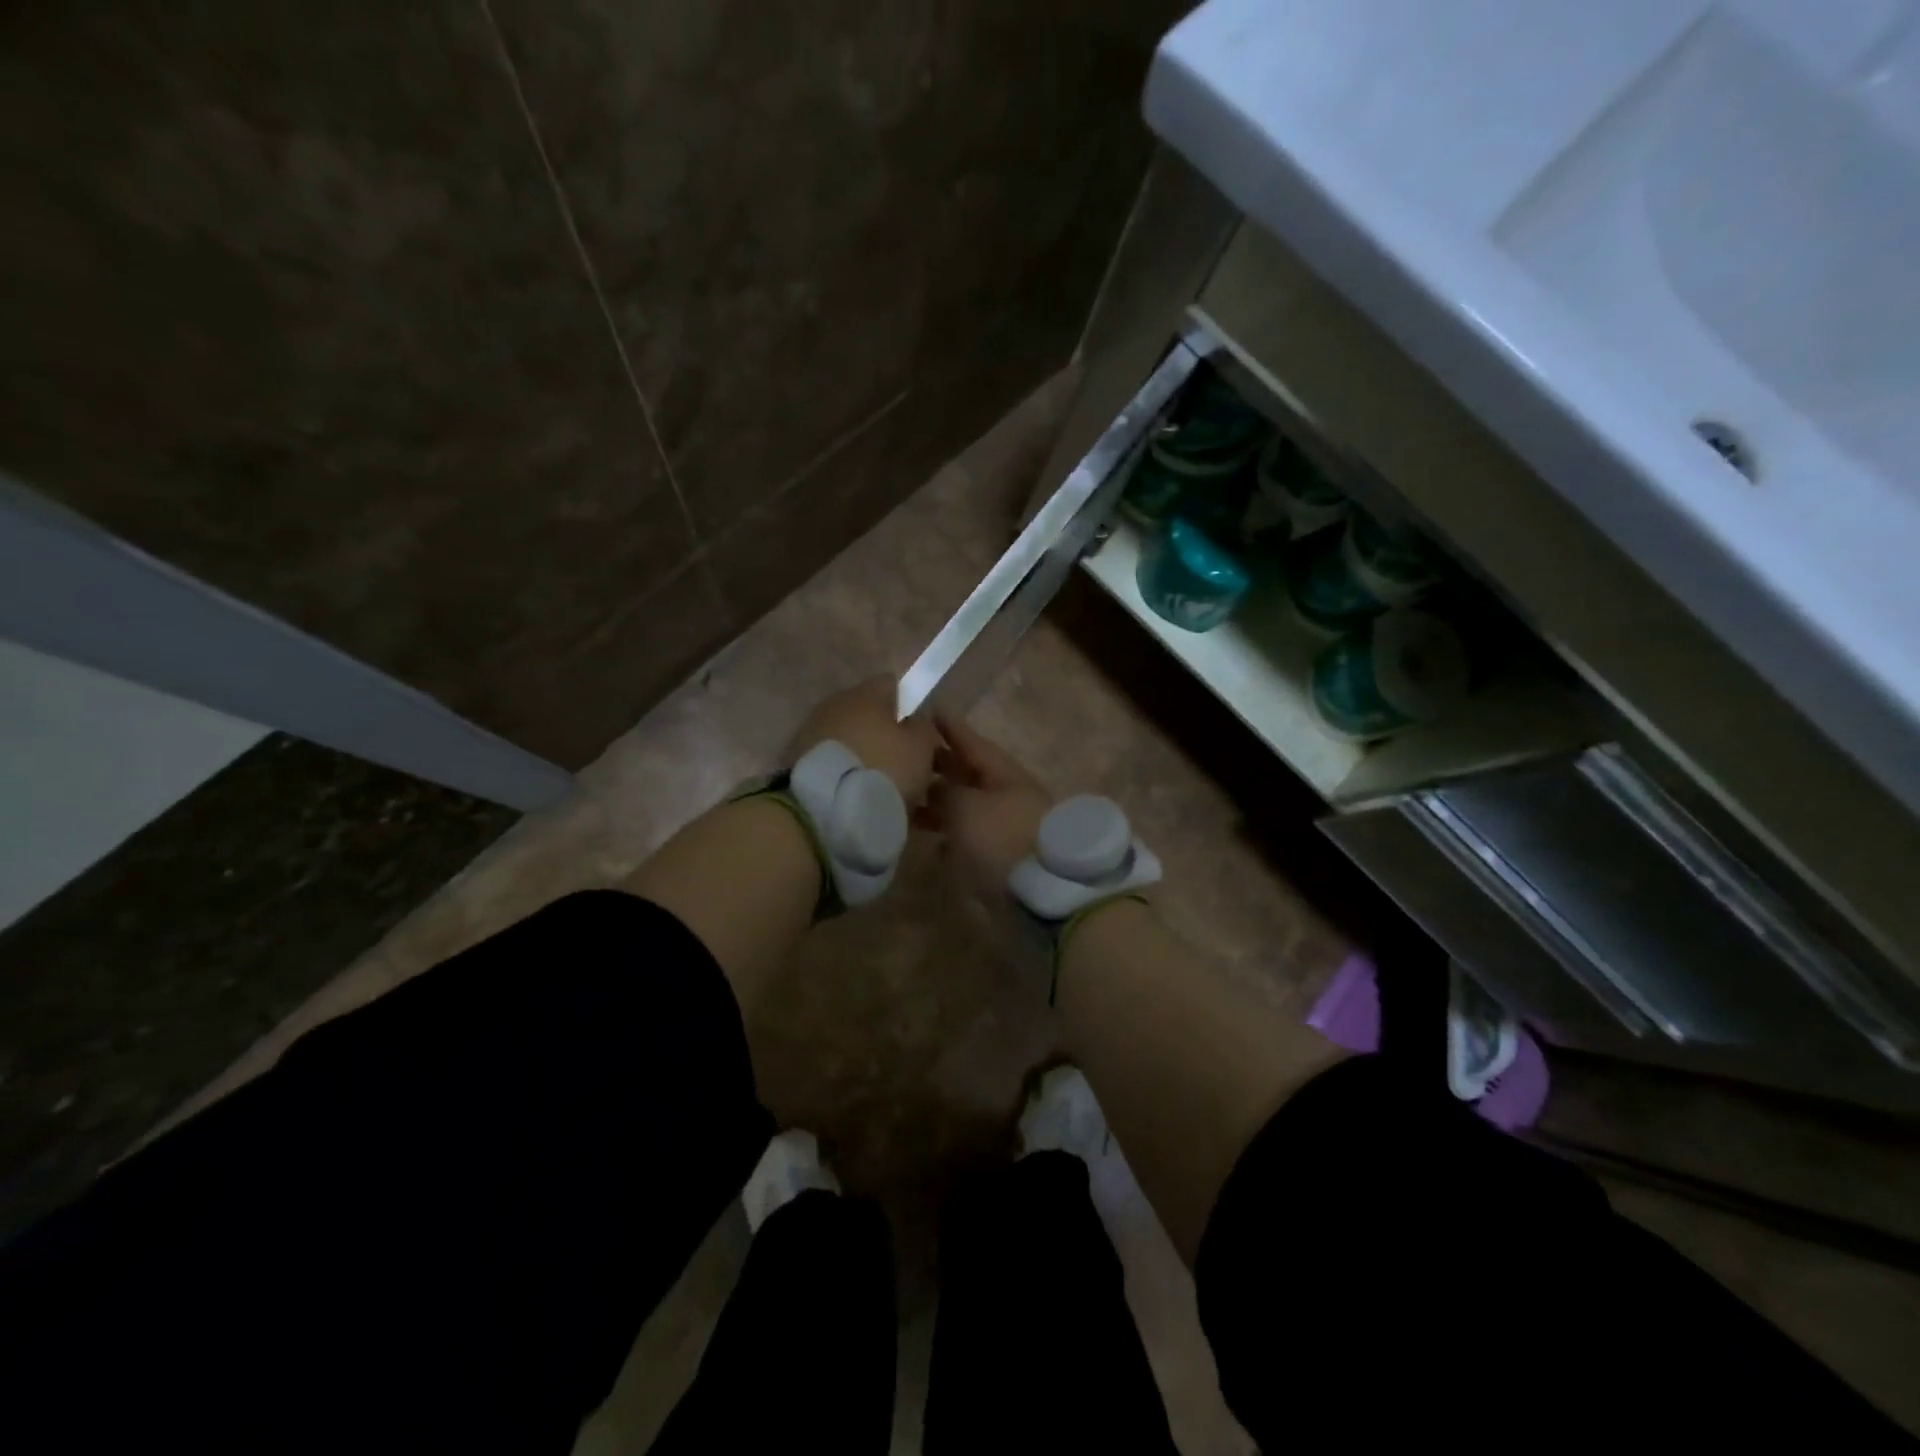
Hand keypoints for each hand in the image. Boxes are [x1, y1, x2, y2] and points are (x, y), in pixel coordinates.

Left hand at [790, 676, 939, 805]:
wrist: (824, 810)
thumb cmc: (883, 768)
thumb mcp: (921, 746)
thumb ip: (923, 726)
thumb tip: (916, 720)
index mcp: (864, 694)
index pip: (893, 685)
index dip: (912, 707)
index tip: (923, 735)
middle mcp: (834, 706)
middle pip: (870, 716)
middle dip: (889, 739)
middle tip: (909, 768)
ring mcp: (811, 735)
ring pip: (852, 743)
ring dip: (868, 760)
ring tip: (886, 792)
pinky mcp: (797, 765)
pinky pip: (834, 766)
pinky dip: (849, 779)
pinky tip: (861, 802)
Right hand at [921, 712, 1052, 889]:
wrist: (1042, 893)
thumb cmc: (1001, 839)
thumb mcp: (966, 807)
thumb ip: (946, 792)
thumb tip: (937, 788)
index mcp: (1003, 774)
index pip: (972, 742)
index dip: (950, 726)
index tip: (931, 708)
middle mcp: (1008, 795)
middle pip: (970, 774)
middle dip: (941, 765)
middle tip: (910, 754)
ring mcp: (1008, 827)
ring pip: (968, 807)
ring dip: (941, 803)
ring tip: (909, 800)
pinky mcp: (1004, 858)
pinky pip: (971, 837)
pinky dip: (950, 835)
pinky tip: (931, 841)